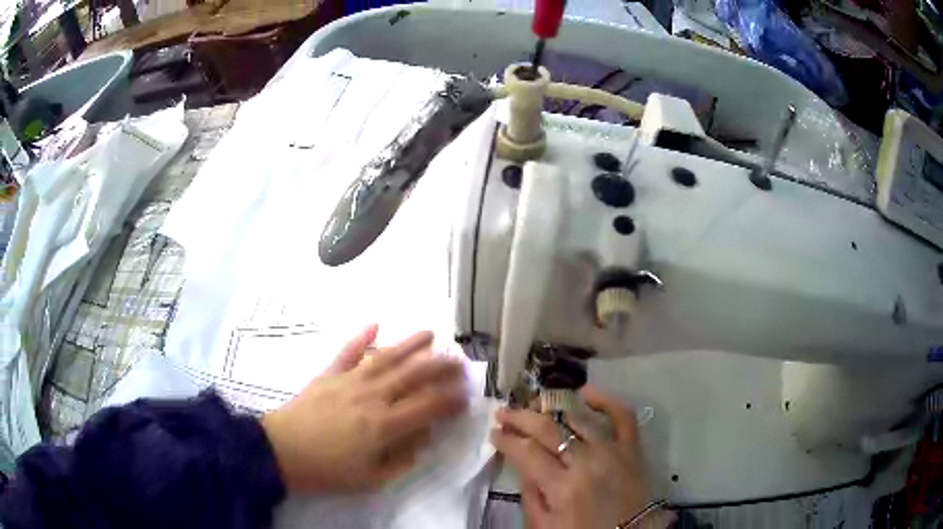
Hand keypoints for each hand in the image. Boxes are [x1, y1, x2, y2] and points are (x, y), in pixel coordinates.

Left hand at [261, 325, 467, 493]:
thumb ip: (403, 457)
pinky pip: (347, 351)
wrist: (281, 452)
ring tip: (431, 333)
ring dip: (410, 344)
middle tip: (459, 359)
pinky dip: (361, 337)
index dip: (451, 398)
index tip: (466, 394)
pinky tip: (375, 324)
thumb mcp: (372, 478)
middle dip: (440, 365)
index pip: (428, 405)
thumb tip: (424, 436)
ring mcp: (349, 381)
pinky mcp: (328, 374)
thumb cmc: (328, 471)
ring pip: (386, 357)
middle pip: (413, 375)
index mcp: (384, 425)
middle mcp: (372, 396)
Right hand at [491, 386, 669, 528]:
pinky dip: (606, 400)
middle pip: (548, 429)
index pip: (527, 452)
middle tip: (504, 412)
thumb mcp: (543, 525)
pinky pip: (623, 416)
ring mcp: (613, 451)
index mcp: (562, 487)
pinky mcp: (632, 448)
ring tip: (536, 404)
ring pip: (579, 417)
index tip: (494, 433)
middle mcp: (587, 462)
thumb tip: (522, 463)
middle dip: (521, 417)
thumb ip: (530, 495)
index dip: (506, 440)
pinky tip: (586, 393)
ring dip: (554, 405)